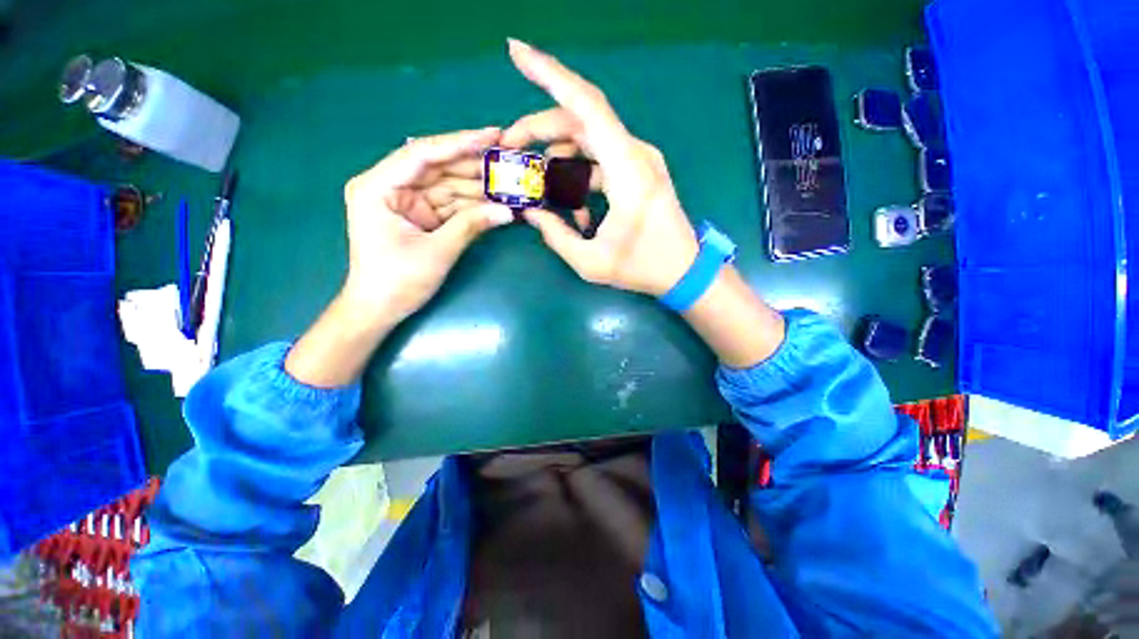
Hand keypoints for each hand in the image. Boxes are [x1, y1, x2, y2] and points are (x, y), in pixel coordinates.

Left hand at [340, 127, 513, 325]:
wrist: (379, 310)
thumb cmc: (397, 281)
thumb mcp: (437, 251)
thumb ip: (471, 226)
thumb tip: (508, 212)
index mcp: (378, 186)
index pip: (423, 154)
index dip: (460, 143)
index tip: (493, 135)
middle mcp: (391, 186)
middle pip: (438, 167)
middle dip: (474, 165)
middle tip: (508, 158)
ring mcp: (406, 202)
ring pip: (448, 186)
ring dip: (477, 187)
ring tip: (509, 182)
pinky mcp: (420, 217)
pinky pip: (450, 205)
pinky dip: (472, 206)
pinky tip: (495, 203)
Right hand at [501, 39, 699, 297]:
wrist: (684, 271)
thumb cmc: (643, 268)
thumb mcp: (591, 262)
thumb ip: (556, 236)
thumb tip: (530, 213)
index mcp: (628, 170)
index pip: (587, 106)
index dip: (550, 74)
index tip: (516, 53)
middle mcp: (635, 154)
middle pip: (580, 120)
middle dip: (540, 128)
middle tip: (511, 147)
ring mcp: (638, 161)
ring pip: (588, 141)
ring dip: (558, 157)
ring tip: (537, 185)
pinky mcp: (638, 172)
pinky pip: (600, 162)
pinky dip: (579, 177)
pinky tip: (573, 209)